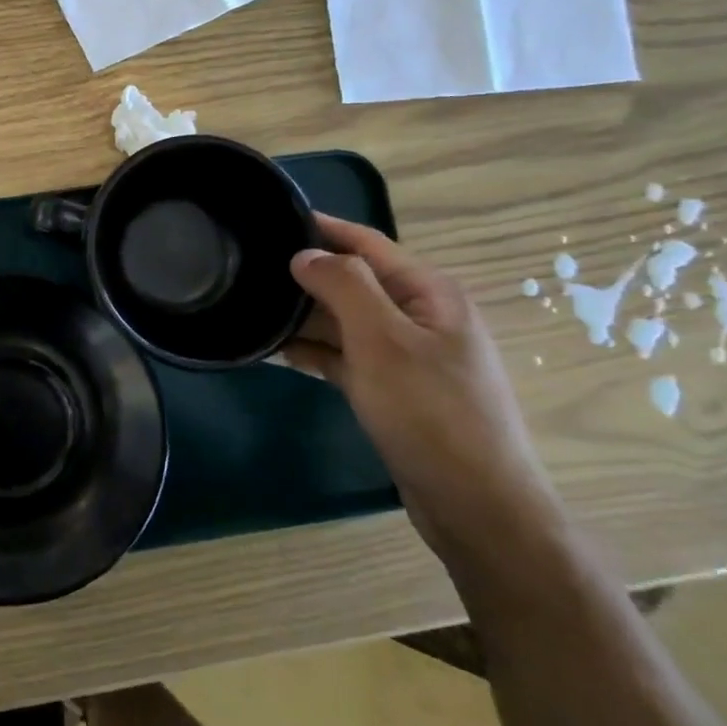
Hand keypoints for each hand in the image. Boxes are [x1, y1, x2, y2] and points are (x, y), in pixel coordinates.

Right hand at [281, 215, 561, 562]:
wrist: (477, 508)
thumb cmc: (430, 413)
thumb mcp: (382, 339)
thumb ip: (343, 285)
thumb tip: (305, 254)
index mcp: (430, 293)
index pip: (367, 243)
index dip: (322, 228)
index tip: (274, 217)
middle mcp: (422, 317)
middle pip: (354, 281)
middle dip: (306, 275)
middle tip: (249, 269)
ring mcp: (409, 356)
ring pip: (347, 321)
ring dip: (305, 316)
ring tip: (252, 308)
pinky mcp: (395, 391)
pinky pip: (348, 357)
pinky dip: (316, 352)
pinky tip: (277, 351)